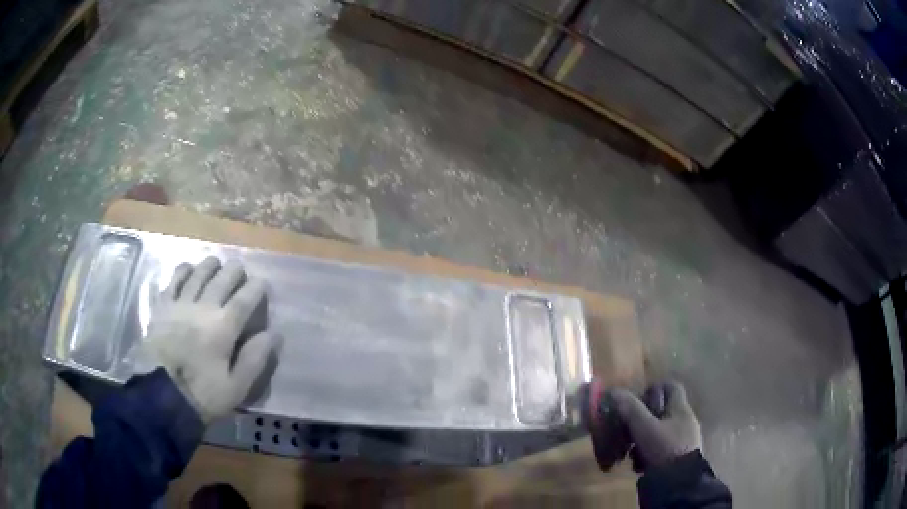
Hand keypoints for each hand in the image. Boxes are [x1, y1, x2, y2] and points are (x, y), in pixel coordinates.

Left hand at [142, 257, 277, 423]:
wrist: (160, 395)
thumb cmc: (202, 395)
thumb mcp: (236, 387)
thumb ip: (254, 359)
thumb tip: (272, 334)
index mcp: (223, 328)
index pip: (244, 299)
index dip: (255, 288)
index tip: (262, 283)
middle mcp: (203, 308)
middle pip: (221, 279)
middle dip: (234, 271)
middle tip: (240, 270)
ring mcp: (180, 304)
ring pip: (198, 274)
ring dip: (210, 265)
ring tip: (216, 263)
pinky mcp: (162, 307)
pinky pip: (174, 280)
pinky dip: (183, 271)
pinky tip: (188, 269)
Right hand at [588, 380, 701, 471]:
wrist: (679, 482)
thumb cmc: (664, 448)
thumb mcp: (644, 428)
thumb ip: (631, 409)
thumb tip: (614, 391)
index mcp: (680, 408)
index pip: (670, 386)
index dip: (653, 389)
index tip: (635, 401)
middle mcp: (685, 420)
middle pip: (661, 411)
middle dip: (641, 421)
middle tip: (625, 431)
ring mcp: (683, 440)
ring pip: (658, 432)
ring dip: (642, 440)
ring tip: (628, 453)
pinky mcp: (679, 457)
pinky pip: (661, 449)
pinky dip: (648, 454)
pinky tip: (638, 465)